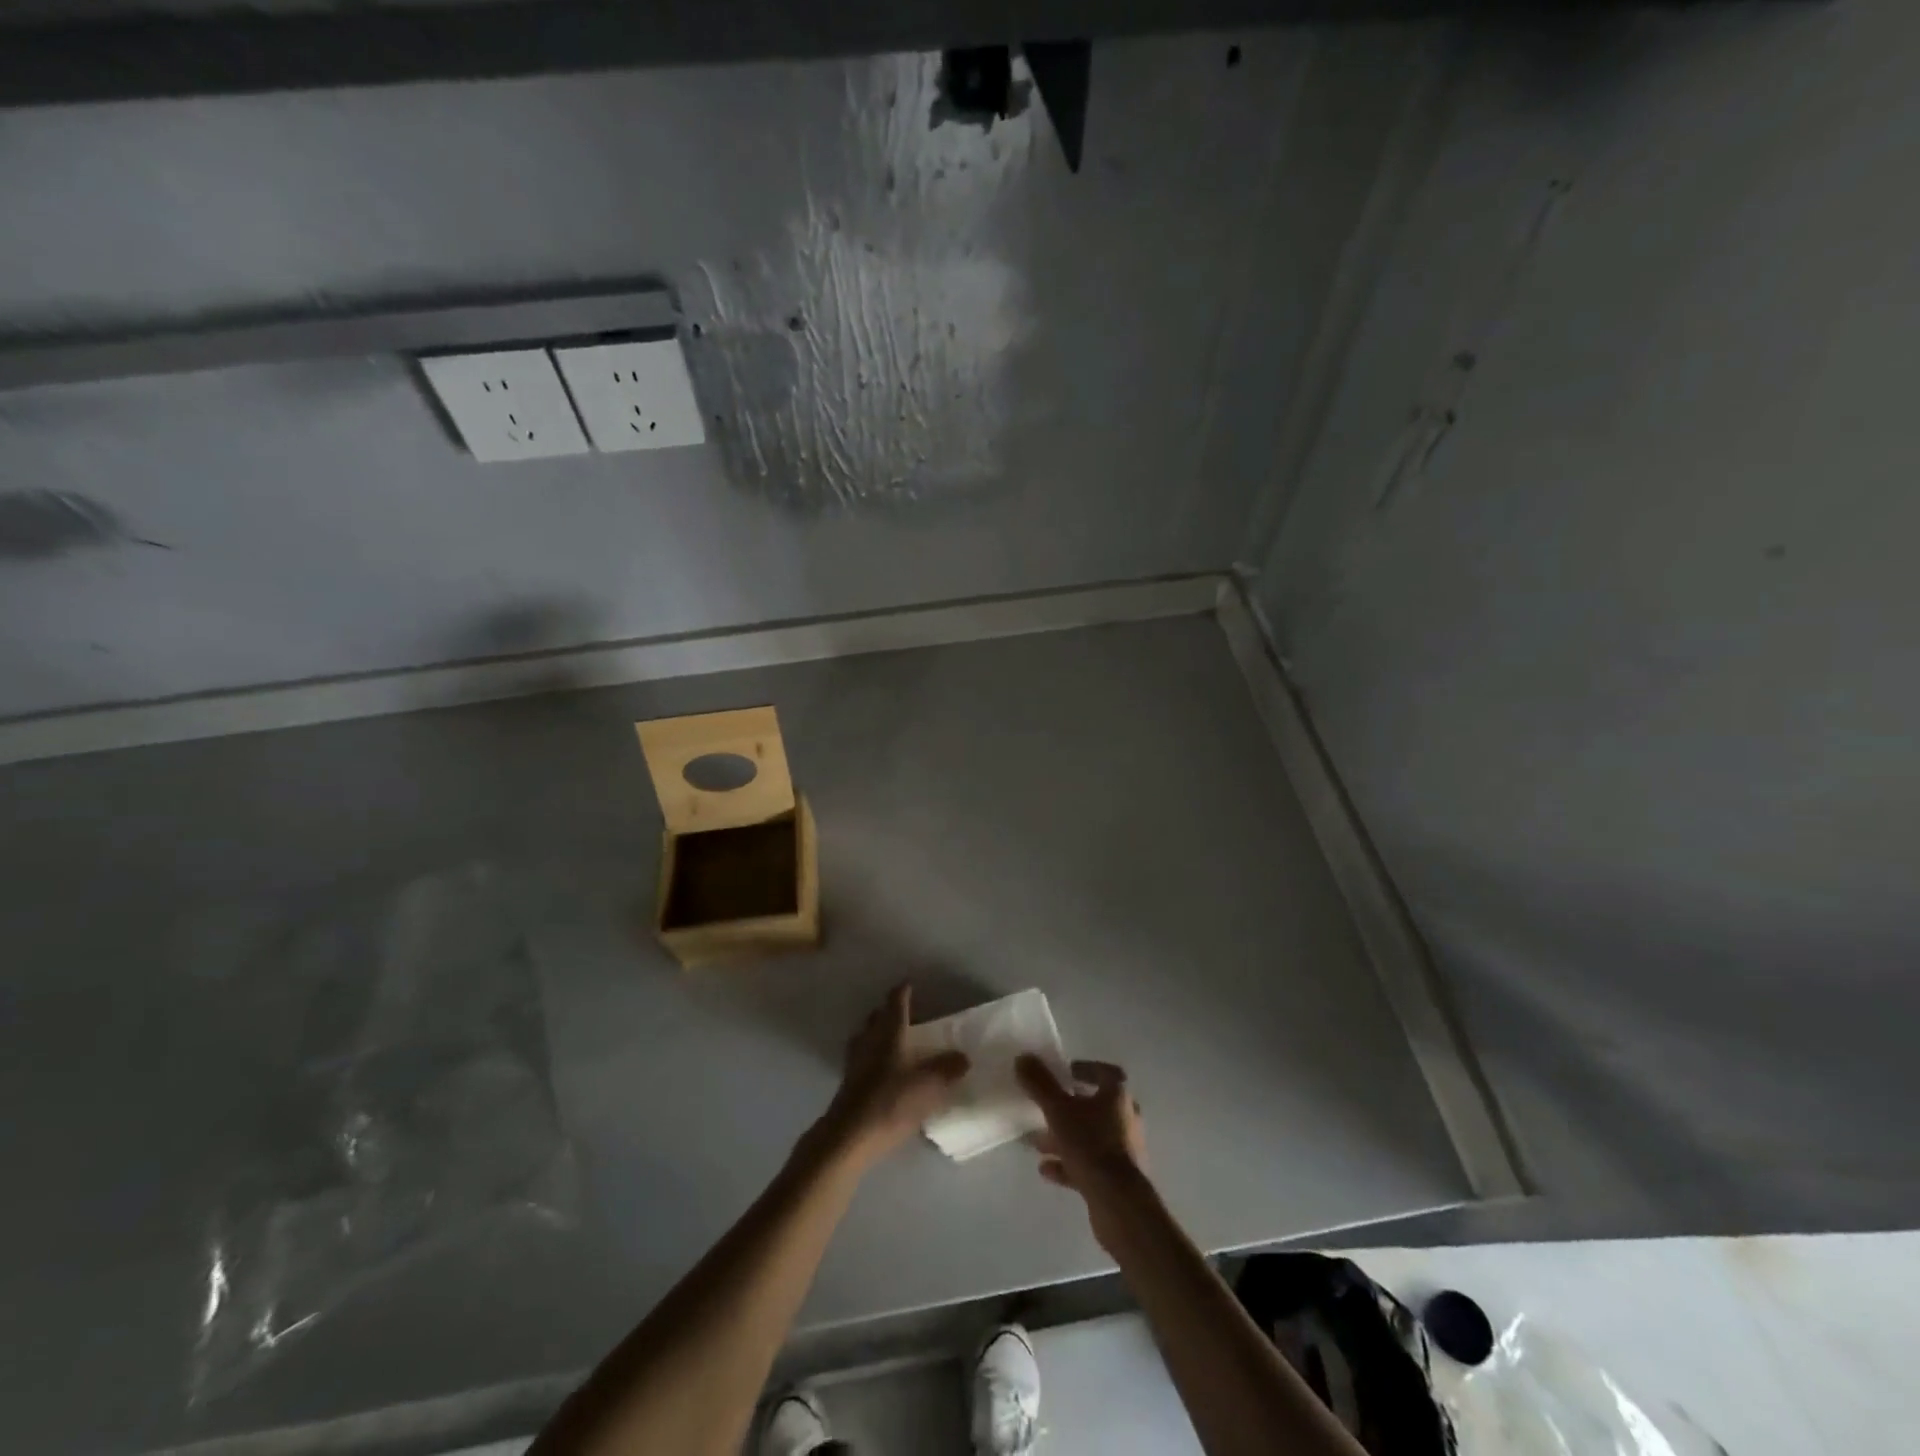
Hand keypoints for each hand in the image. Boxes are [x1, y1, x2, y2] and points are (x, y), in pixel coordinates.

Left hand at [815, 984, 969, 1172]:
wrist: (849, 1137)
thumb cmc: (891, 1103)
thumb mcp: (928, 1086)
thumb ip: (947, 1070)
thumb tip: (963, 1057)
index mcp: (890, 1034)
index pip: (896, 1004)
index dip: (902, 993)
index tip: (908, 984)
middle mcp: (870, 1042)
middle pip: (876, 1018)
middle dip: (886, 1012)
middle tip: (901, 1012)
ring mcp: (855, 1063)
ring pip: (865, 1038)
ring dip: (875, 1033)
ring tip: (889, 1039)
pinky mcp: (847, 1085)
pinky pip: (860, 1060)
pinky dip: (870, 1057)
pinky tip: (879, 1070)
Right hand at [1016, 1056, 1149, 1247]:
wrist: (1119, 1204)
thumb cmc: (1091, 1145)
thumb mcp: (1058, 1110)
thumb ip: (1040, 1084)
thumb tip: (1023, 1057)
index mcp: (1118, 1097)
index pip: (1106, 1074)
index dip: (1087, 1070)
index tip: (1066, 1073)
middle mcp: (1125, 1120)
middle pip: (1095, 1107)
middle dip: (1068, 1107)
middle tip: (1046, 1108)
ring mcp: (1122, 1152)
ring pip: (1089, 1137)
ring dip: (1064, 1137)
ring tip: (1037, 1142)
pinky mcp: (1116, 1180)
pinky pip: (1088, 1164)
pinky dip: (1068, 1164)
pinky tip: (1045, 1169)